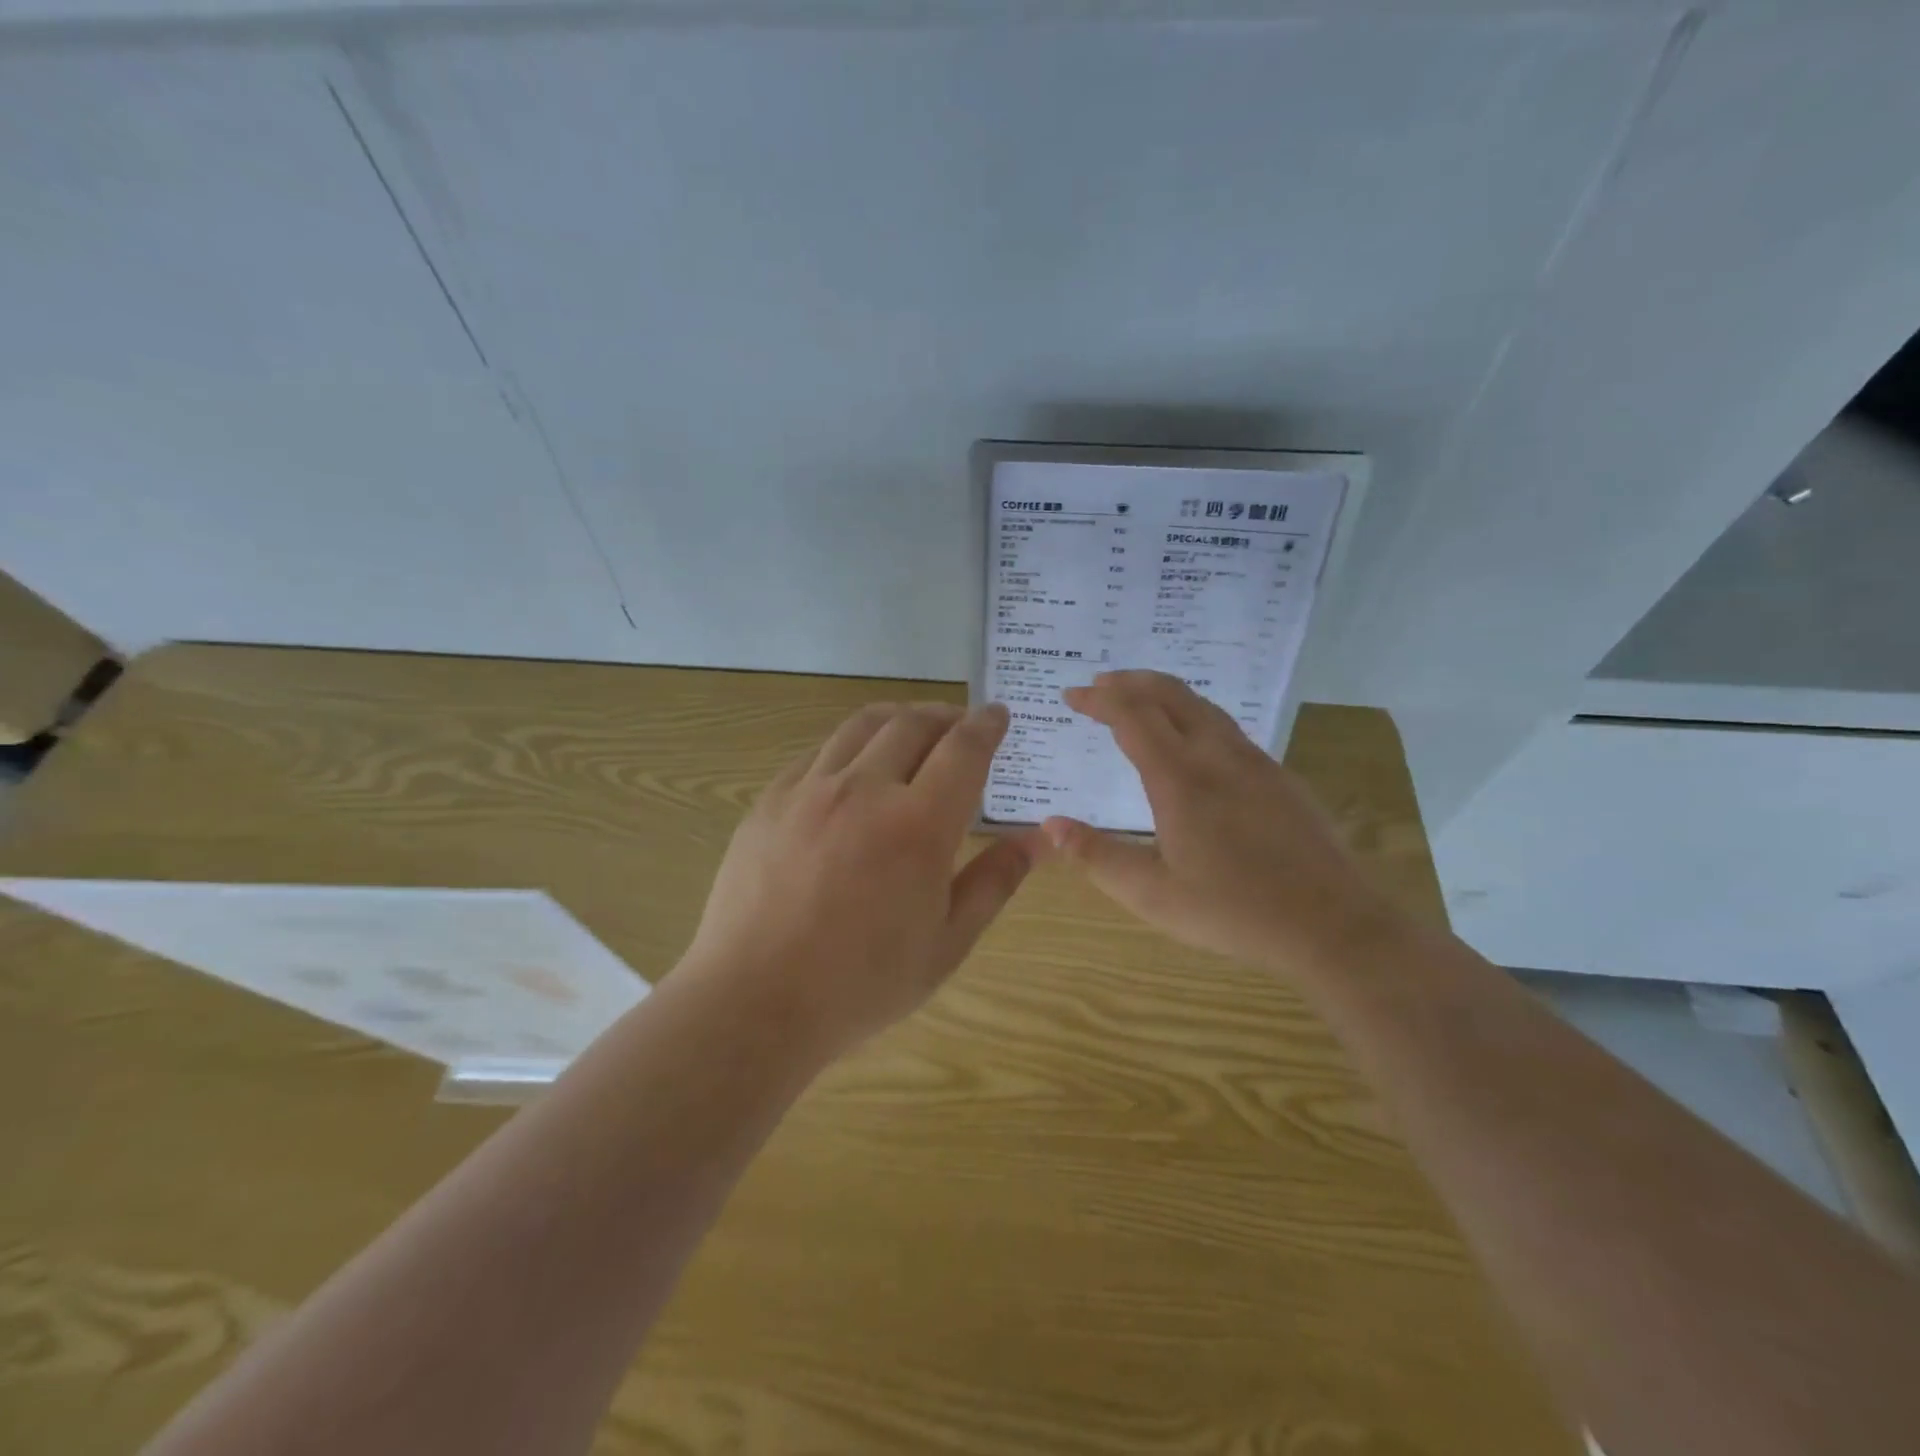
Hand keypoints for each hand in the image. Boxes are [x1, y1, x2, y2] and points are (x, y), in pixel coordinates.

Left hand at [683, 701, 1042, 1059]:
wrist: (755, 1001)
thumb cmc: (862, 983)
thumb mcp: (946, 944)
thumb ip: (995, 881)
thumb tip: (1038, 839)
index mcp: (918, 825)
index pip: (963, 749)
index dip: (987, 725)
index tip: (999, 715)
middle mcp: (865, 789)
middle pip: (913, 724)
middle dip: (946, 715)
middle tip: (960, 725)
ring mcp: (810, 789)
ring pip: (862, 726)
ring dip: (898, 718)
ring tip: (912, 729)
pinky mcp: (771, 800)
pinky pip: (818, 751)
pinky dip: (850, 744)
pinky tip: (853, 767)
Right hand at [1043, 671, 1405, 976]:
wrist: (1333, 925)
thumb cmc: (1234, 912)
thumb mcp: (1153, 895)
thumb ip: (1098, 857)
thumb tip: (1050, 825)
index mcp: (1180, 780)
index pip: (1132, 716)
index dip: (1099, 699)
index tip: (1071, 694)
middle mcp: (1217, 756)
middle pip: (1170, 694)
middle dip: (1129, 682)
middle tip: (1100, 684)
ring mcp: (1255, 762)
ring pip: (1203, 706)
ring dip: (1163, 693)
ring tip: (1138, 699)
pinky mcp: (1279, 776)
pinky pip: (1227, 727)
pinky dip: (1193, 714)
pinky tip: (1192, 740)